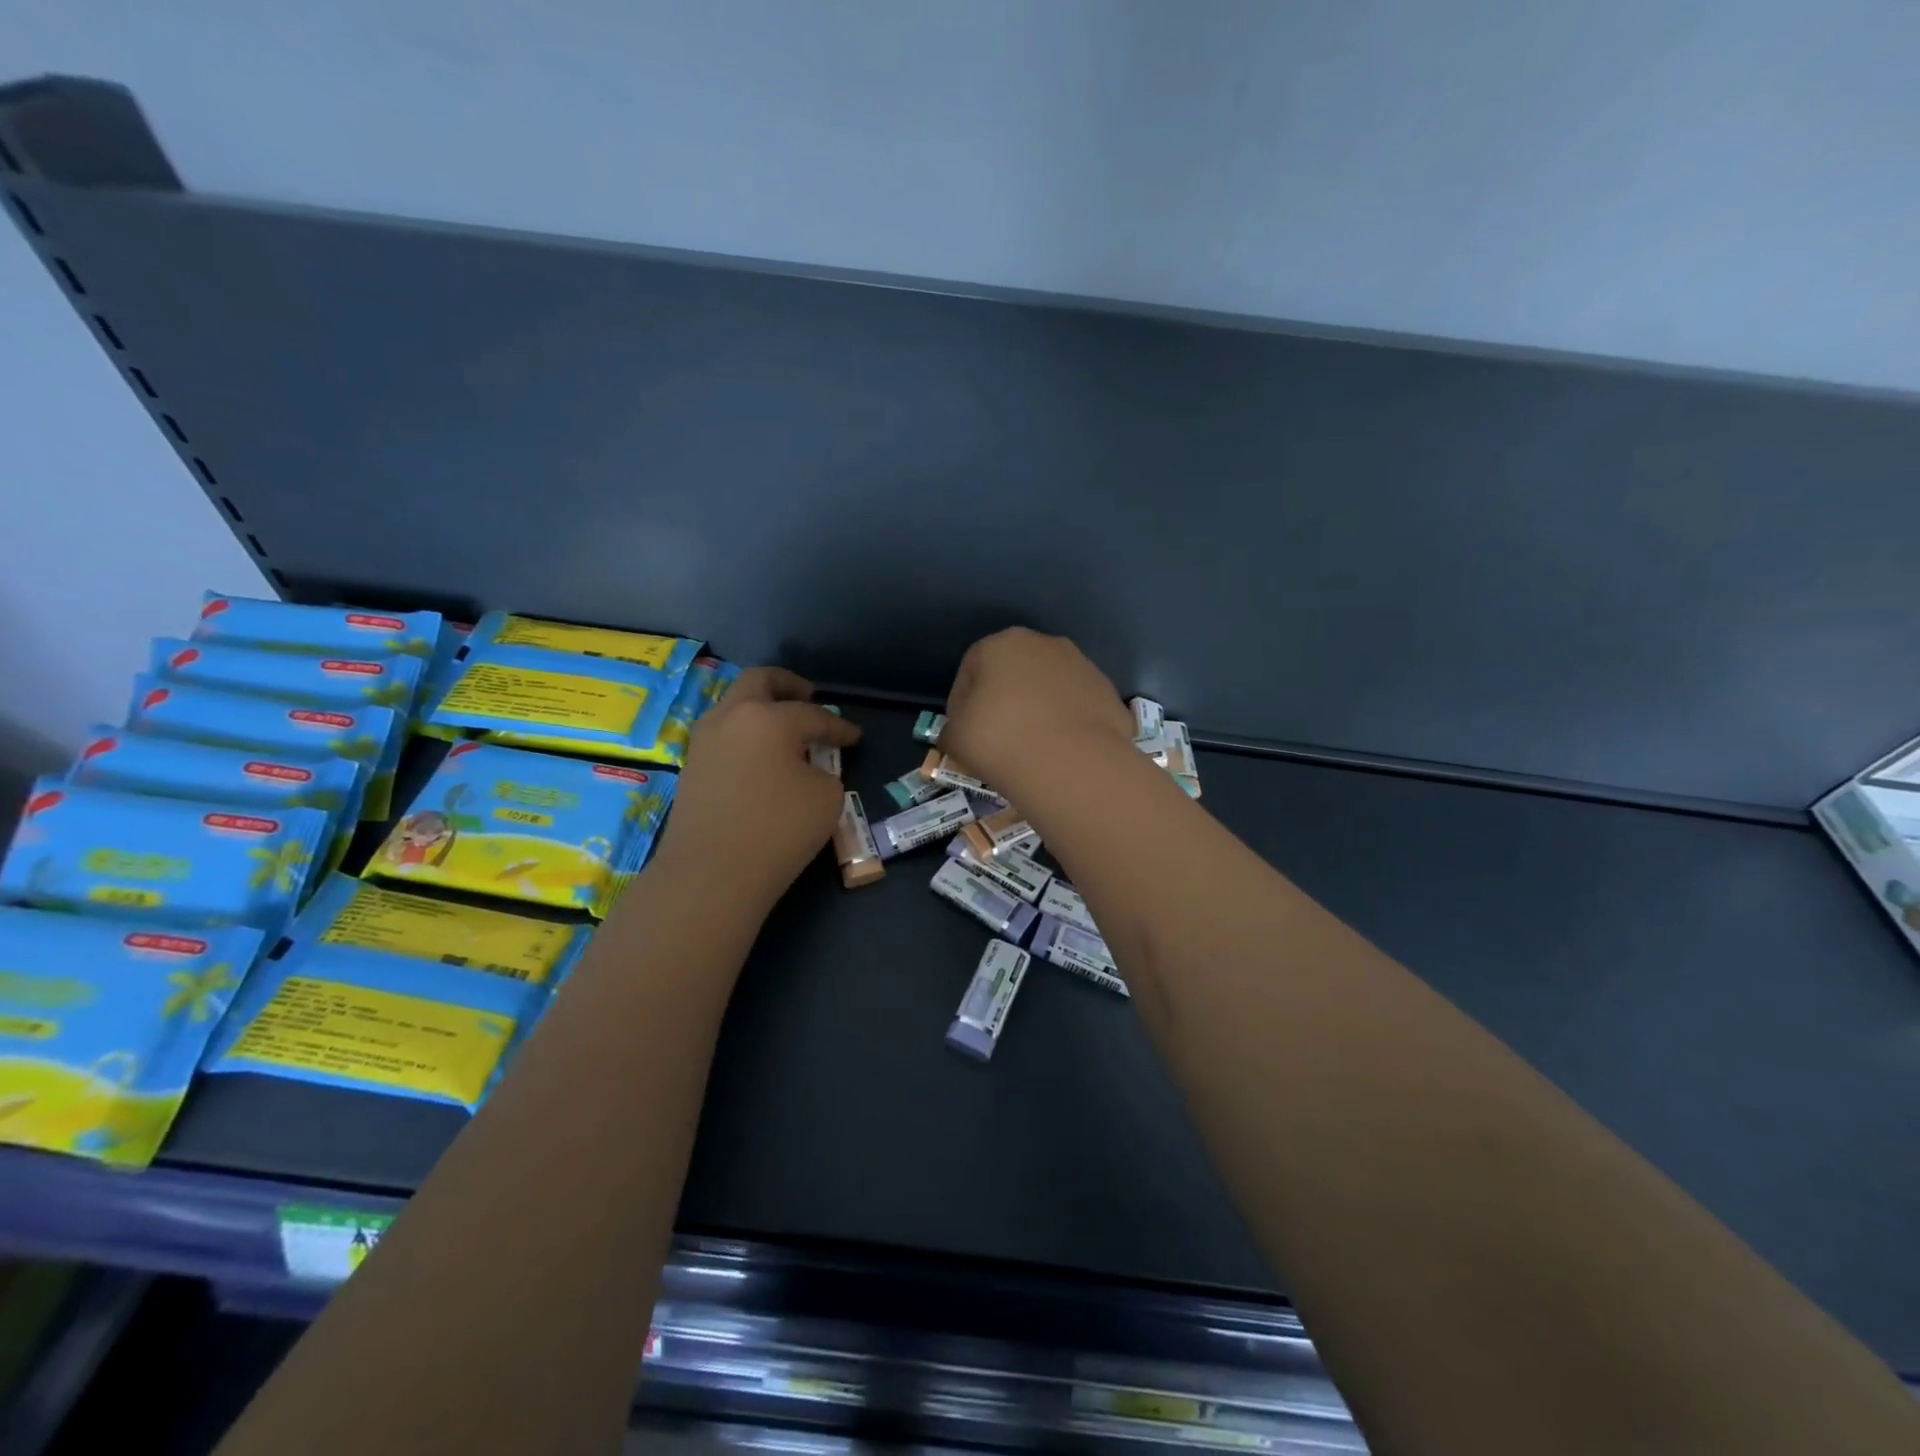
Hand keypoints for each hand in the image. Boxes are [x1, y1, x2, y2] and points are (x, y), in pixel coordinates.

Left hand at [654, 667, 860, 904]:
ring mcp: (704, 741)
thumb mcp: (826, 797)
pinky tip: (762, 757)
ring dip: (761, 709)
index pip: (813, 714)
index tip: (855, 737)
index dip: (839, 726)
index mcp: (768, 717)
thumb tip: (807, 767)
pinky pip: (724, 735)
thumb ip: (823, 770)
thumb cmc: (779, 829)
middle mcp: (731, 717)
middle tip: (809, 696)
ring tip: (785, 729)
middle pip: (758, 682)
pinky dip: (746, 735)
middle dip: (787, 685)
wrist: (710, 874)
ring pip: (734, 706)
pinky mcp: (691, 767)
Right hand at [940, 629, 1134, 795]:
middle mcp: (1046, 644)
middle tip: (997, 739)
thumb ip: (952, 728)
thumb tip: (959, 733)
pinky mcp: (1109, 694)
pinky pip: (1077, 709)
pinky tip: (1061, 753)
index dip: (962, 702)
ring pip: (1049, 689)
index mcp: (1002, 643)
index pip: (971, 668)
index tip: (964, 731)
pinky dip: (1068, 725)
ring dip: (1039, 711)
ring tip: (1032, 749)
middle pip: (1014, 673)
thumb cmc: (1000, 740)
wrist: (1073, 765)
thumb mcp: (955, 737)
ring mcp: (1084, 667)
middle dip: (1004, 700)